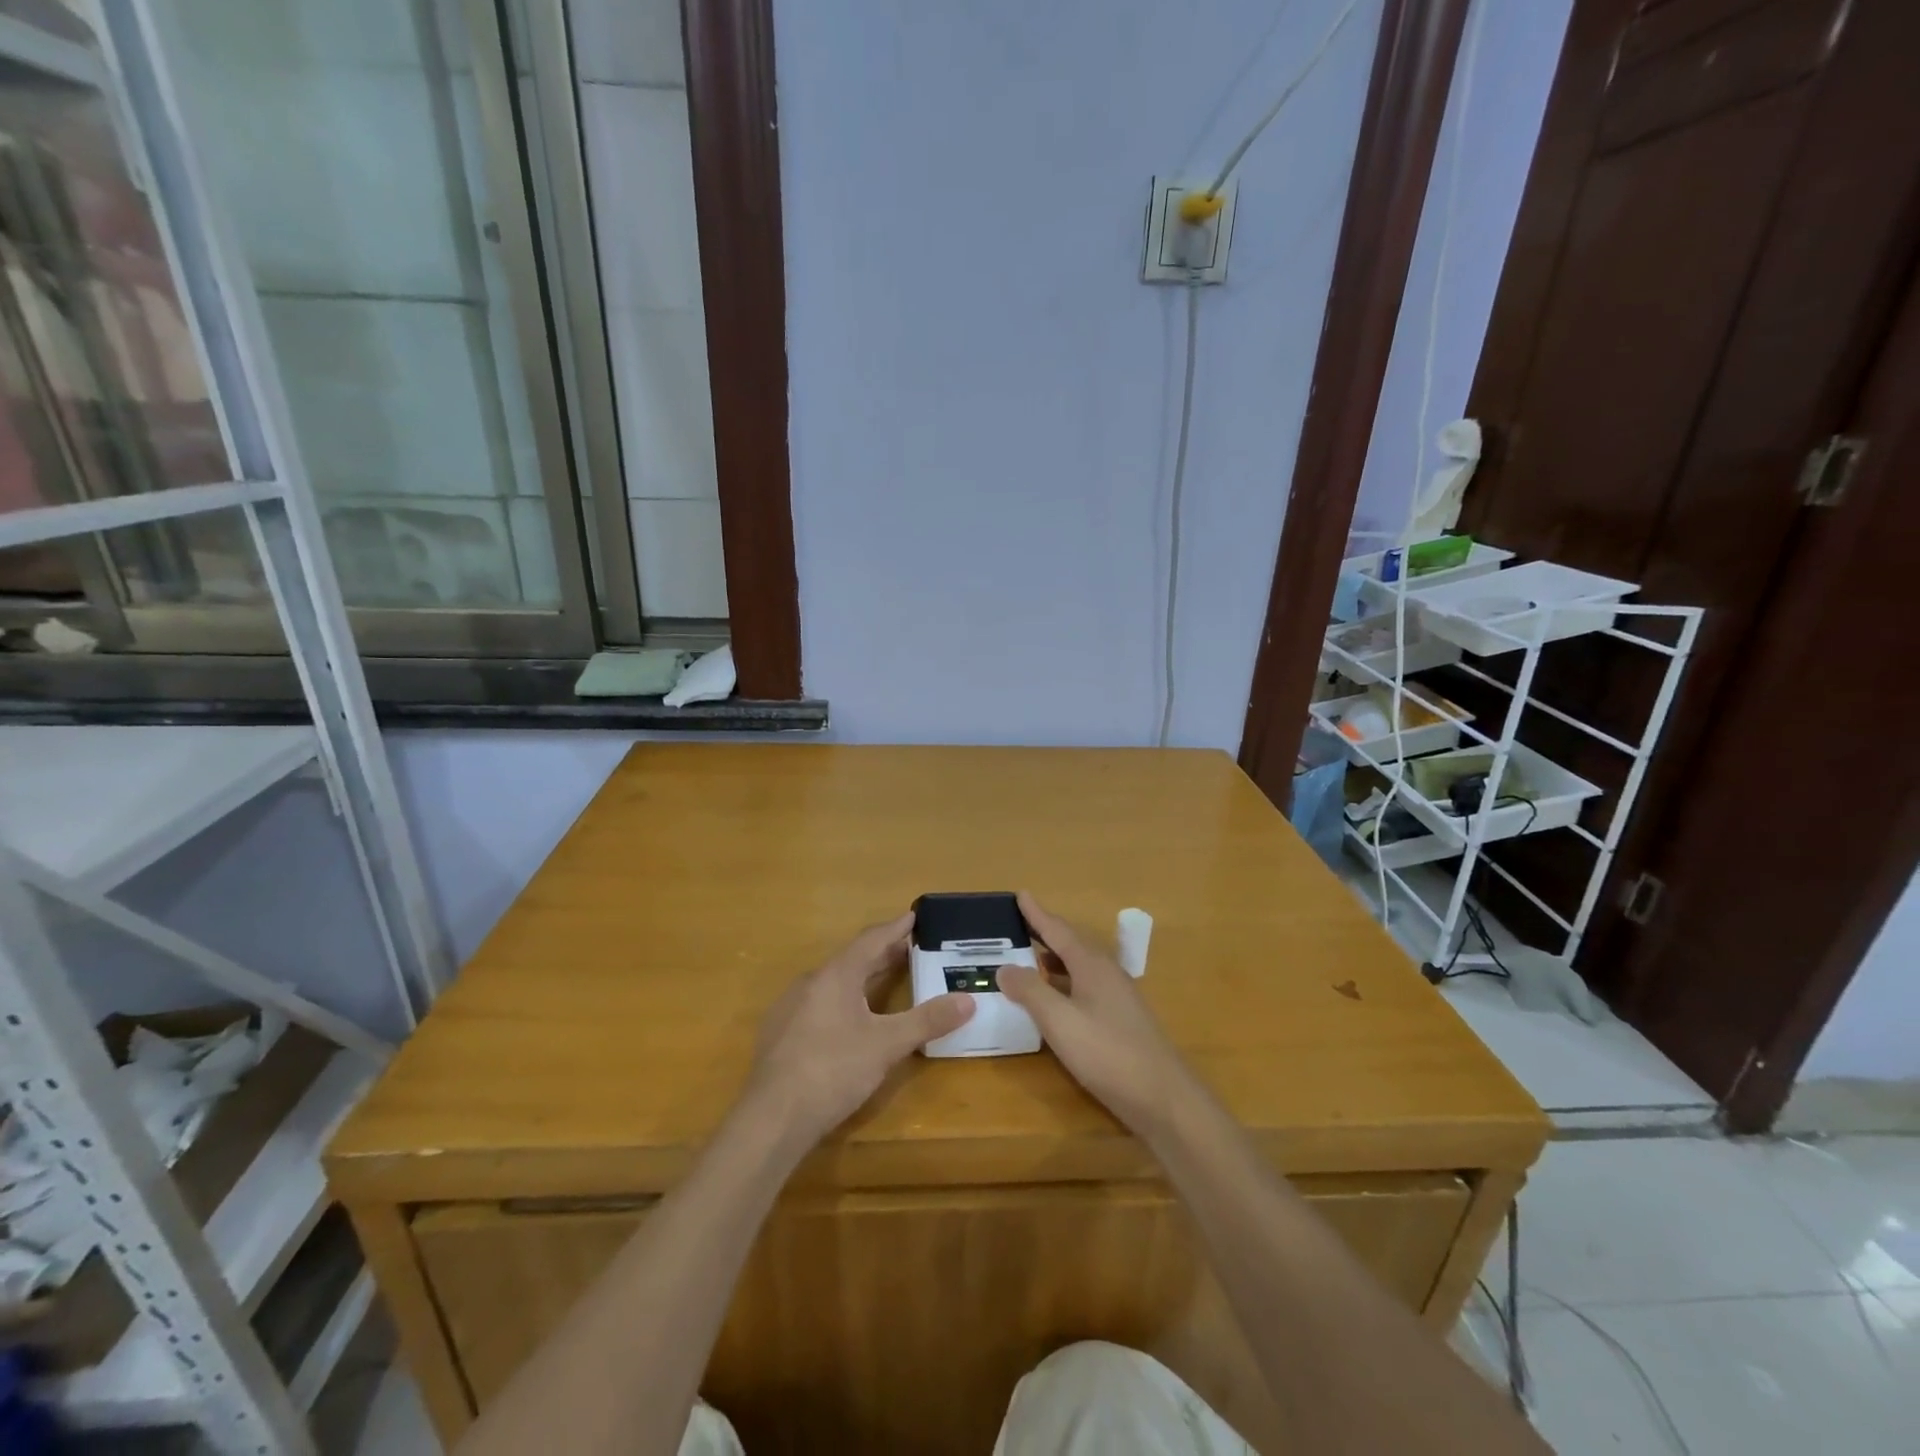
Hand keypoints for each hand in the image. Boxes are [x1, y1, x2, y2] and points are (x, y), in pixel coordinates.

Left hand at [744, 914, 973, 1145]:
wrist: (771, 1118)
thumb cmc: (832, 1071)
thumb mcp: (886, 1046)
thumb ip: (926, 1021)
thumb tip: (968, 1000)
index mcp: (836, 975)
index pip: (871, 940)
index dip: (895, 928)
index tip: (913, 915)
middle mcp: (811, 982)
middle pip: (852, 959)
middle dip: (882, 953)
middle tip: (910, 949)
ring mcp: (791, 1008)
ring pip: (834, 982)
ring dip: (862, 976)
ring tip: (885, 980)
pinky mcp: (781, 1033)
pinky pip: (819, 1002)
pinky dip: (843, 999)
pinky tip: (851, 1018)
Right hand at [997, 892, 1202, 1139]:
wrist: (1164, 1098)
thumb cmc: (1109, 1053)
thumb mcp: (1060, 1022)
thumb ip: (1031, 992)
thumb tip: (1004, 967)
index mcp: (1092, 965)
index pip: (1058, 930)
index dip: (1037, 914)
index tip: (1020, 894)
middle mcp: (1106, 973)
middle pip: (1071, 944)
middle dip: (1044, 933)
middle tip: (1017, 925)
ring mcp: (1117, 997)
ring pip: (1078, 967)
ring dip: (1053, 960)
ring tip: (1027, 958)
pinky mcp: (1120, 1019)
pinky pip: (1084, 986)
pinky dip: (1063, 983)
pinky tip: (1053, 999)